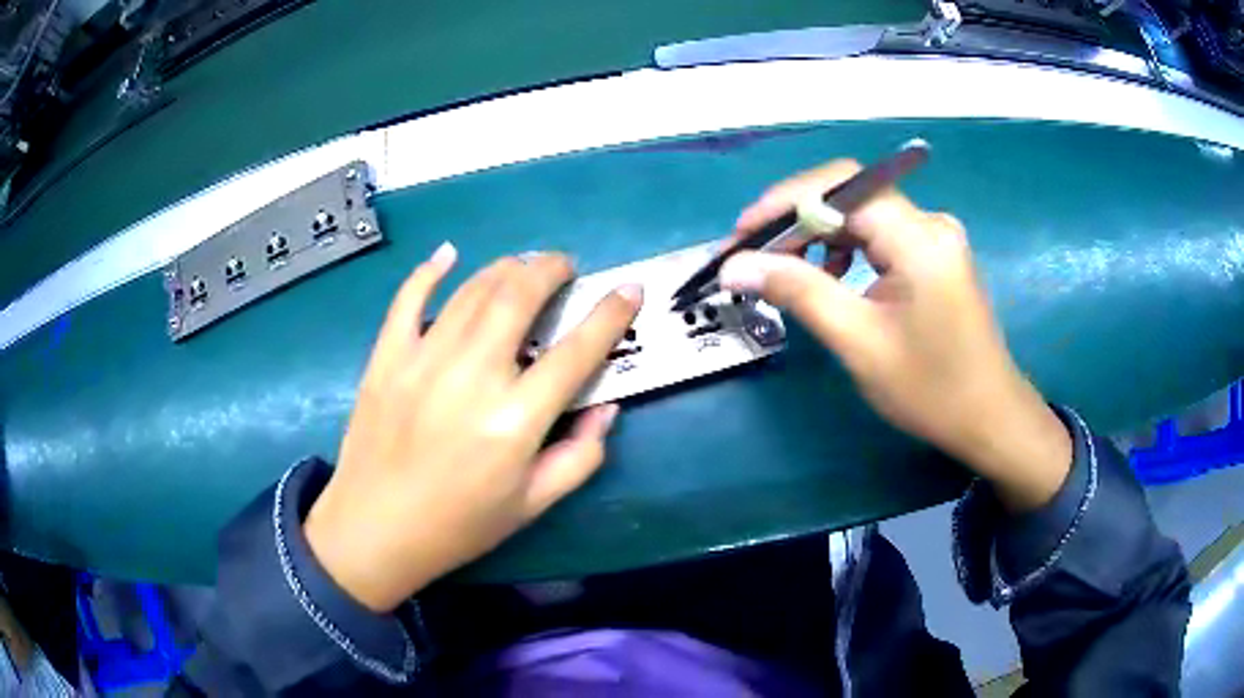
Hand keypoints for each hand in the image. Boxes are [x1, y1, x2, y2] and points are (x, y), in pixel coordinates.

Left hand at [305, 243, 641, 611]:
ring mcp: (423, 360)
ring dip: (504, 267)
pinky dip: (429, 271)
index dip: (611, 314)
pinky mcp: (386, 357)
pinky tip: (448, 255)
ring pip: (472, 289)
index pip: (577, 351)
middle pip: (519, 296)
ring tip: (521, 266)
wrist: (374, 530)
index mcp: (515, 419)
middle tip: (564, 266)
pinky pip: (408, 299)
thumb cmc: (459, 525)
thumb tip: (606, 407)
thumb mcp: (533, 505)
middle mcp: (472, 376)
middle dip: (550, 269)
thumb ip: (580, 457)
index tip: (630, 290)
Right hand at [720, 160, 1070, 511]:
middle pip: (850, 195)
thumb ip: (798, 292)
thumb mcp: (859, 342)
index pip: (841, 187)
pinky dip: (845, 247)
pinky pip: (879, 233)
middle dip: (796, 219)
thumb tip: (735, 266)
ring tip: (784, 267)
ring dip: (818, 233)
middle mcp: (929, 222)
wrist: (989, 417)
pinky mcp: (934, 254)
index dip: (785, 201)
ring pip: (862, 213)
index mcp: (919, 238)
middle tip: (752, 255)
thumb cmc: (931, 389)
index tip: (742, 235)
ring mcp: (934, 236)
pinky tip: (831, 275)